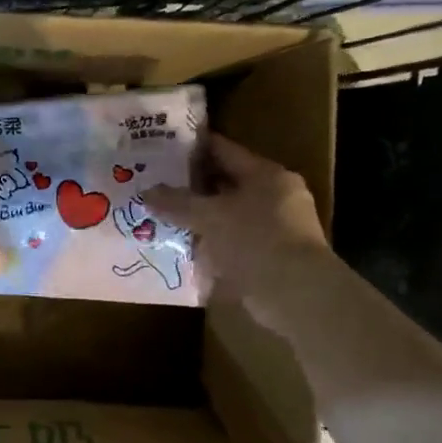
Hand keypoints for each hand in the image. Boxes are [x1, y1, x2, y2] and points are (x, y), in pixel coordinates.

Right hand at [144, 135, 331, 328]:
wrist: (295, 294)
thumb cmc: (255, 240)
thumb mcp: (209, 216)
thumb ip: (177, 202)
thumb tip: (147, 192)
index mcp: (266, 175)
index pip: (225, 151)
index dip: (194, 148)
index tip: (164, 147)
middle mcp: (275, 196)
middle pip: (227, 184)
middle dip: (193, 187)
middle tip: (157, 185)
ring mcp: (275, 229)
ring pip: (228, 216)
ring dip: (201, 218)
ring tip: (164, 218)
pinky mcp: (270, 258)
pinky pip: (232, 243)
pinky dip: (210, 245)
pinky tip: (184, 249)